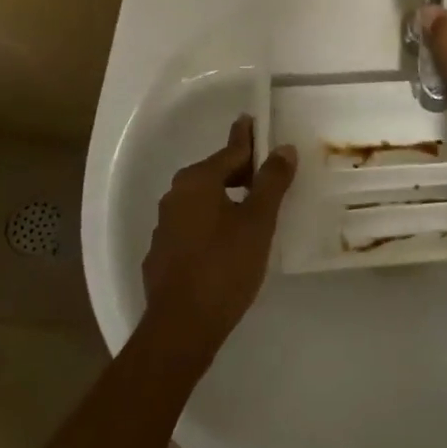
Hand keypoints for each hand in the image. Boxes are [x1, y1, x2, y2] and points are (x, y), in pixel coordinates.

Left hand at [141, 115, 297, 347]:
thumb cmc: (224, 266)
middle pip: (215, 173)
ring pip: (204, 201)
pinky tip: (230, 242)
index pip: (230, 151)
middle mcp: (175, 196)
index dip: (248, 138)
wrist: (181, 327)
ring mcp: (165, 226)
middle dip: (241, 171)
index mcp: (197, 181)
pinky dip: (214, 224)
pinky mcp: (163, 254)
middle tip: (269, 172)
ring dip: (228, 199)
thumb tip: (283, 148)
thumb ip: (271, 182)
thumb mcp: (258, 222)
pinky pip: (194, 226)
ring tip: (255, 208)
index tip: (253, 121)